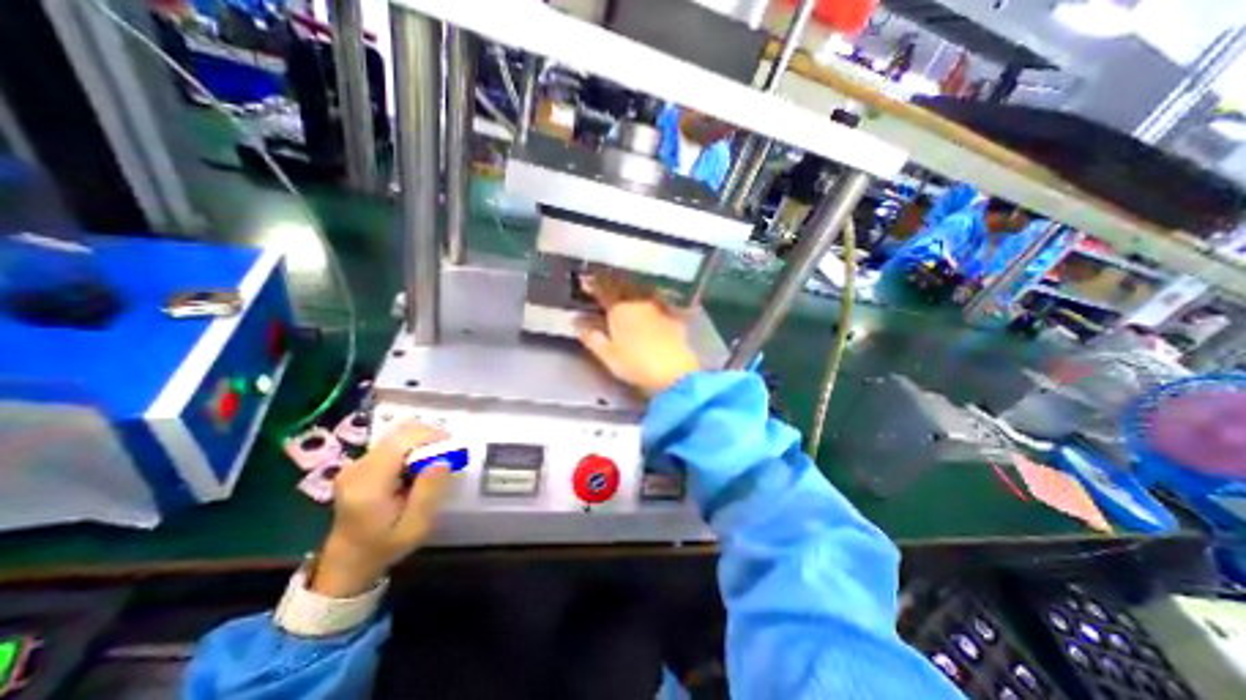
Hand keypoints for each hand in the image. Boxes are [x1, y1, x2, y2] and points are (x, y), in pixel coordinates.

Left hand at [312, 422, 452, 594]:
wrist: (347, 561)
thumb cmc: (384, 546)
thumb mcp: (415, 527)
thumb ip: (429, 493)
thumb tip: (444, 460)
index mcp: (368, 482)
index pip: (403, 440)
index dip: (432, 437)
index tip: (452, 451)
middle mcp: (359, 466)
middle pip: (402, 431)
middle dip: (430, 437)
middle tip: (446, 456)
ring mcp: (357, 462)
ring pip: (400, 433)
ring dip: (422, 442)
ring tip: (432, 464)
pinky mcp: (362, 462)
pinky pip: (394, 442)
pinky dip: (413, 447)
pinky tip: (417, 467)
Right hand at [572, 271, 699, 395]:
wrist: (675, 372)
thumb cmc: (636, 364)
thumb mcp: (608, 355)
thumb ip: (592, 337)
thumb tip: (578, 323)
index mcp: (620, 310)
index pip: (603, 291)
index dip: (593, 285)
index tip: (585, 281)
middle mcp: (639, 303)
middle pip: (623, 287)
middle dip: (612, 283)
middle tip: (605, 283)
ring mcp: (659, 309)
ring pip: (642, 292)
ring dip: (632, 290)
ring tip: (626, 291)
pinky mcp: (673, 318)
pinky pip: (659, 303)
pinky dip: (651, 302)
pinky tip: (651, 307)